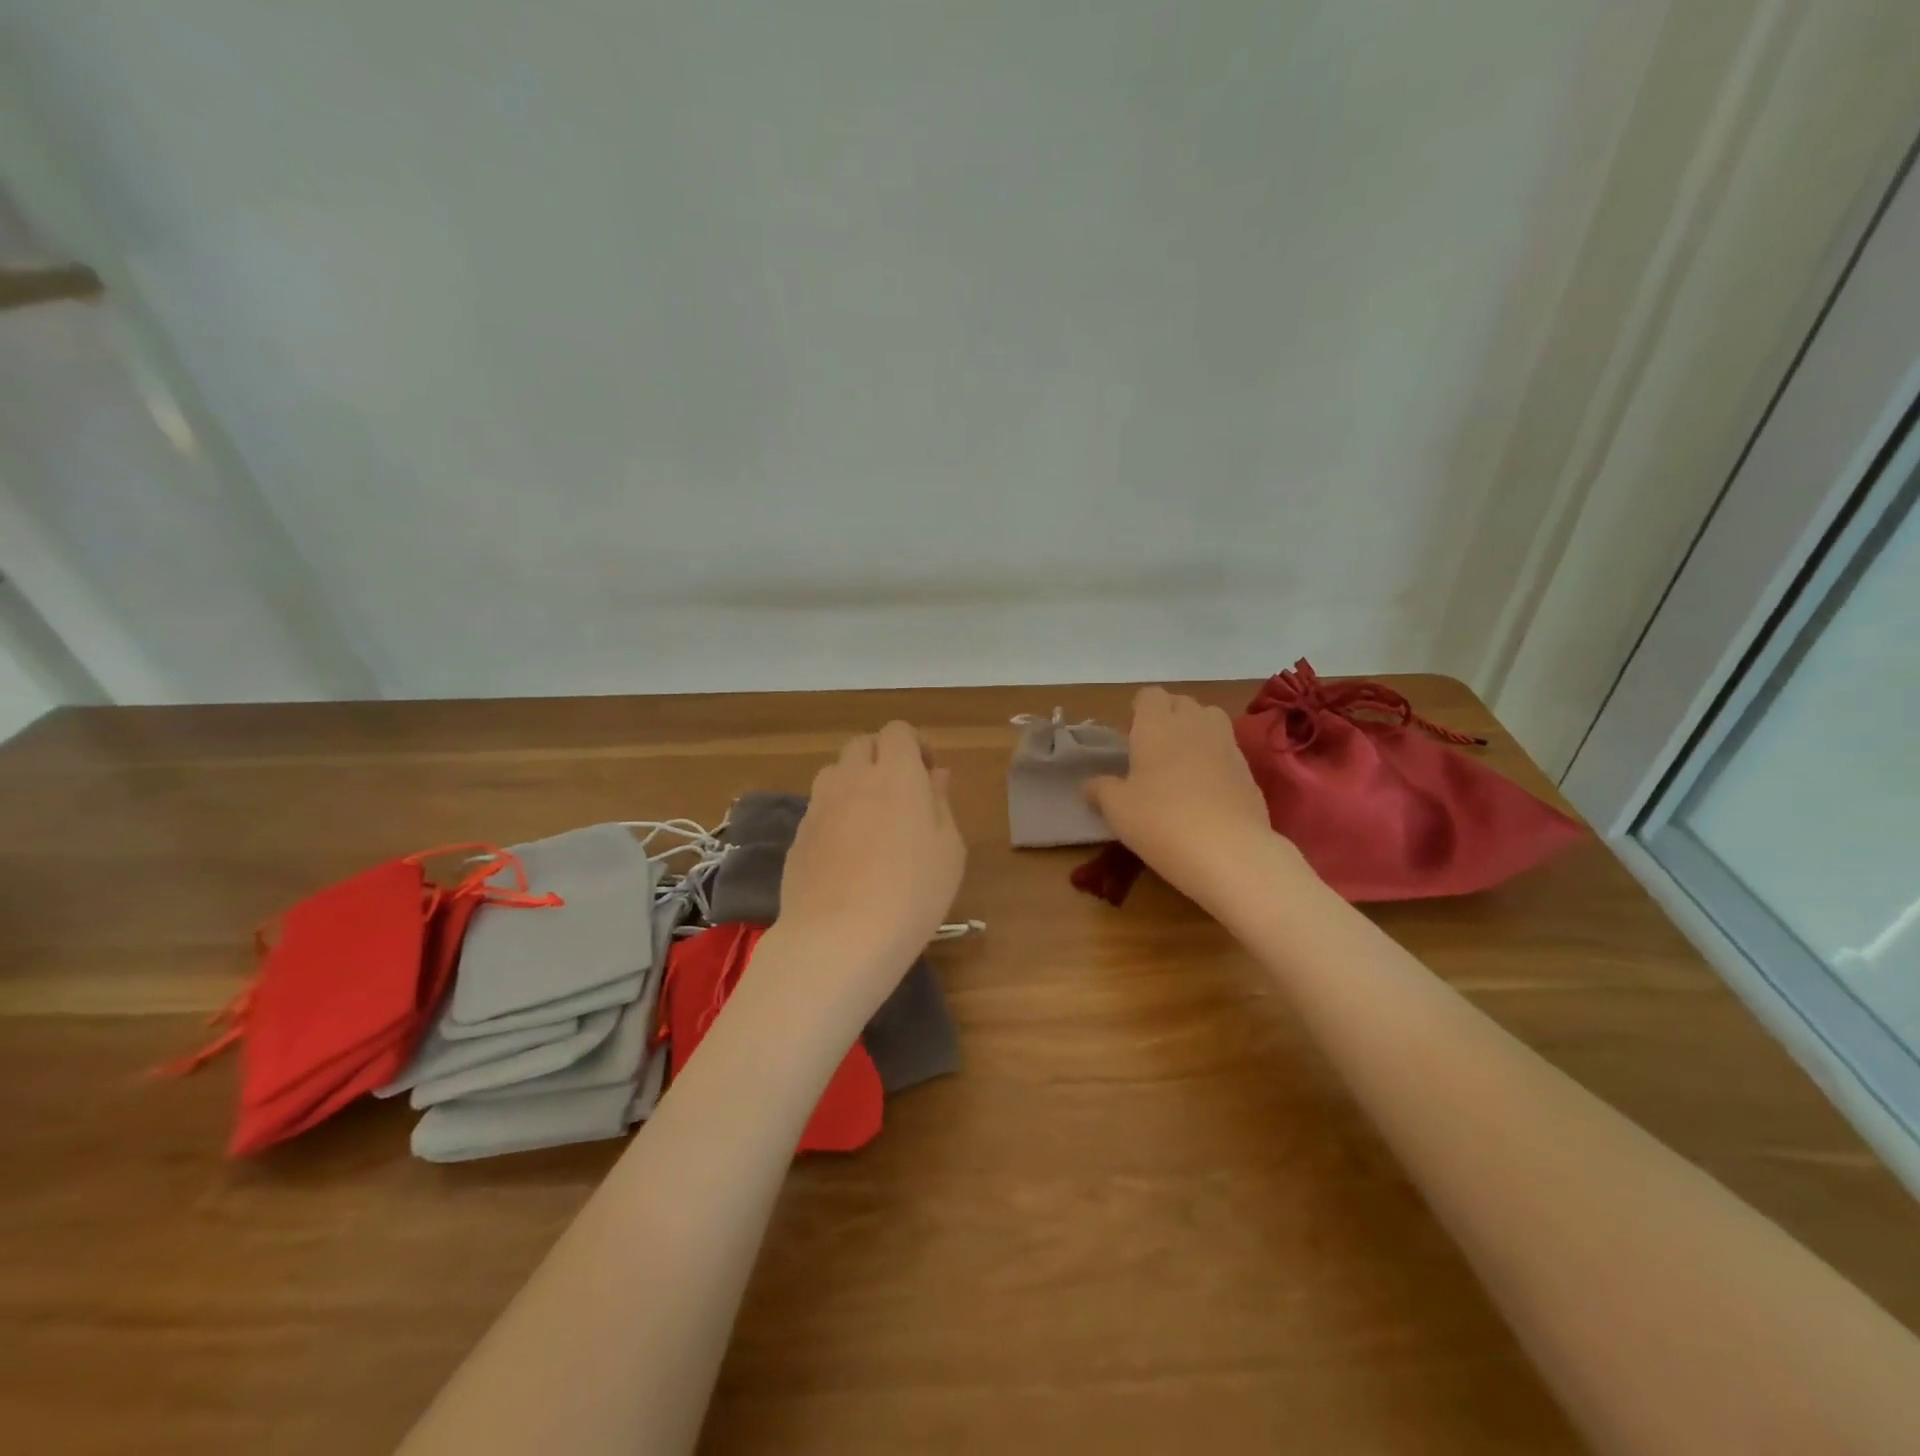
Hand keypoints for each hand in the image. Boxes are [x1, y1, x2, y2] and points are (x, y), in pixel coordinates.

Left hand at [776, 721, 966, 1010]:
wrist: (839, 937)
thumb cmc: (912, 892)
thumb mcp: (948, 849)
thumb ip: (940, 803)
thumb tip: (934, 776)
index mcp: (896, 773)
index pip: (897, 731)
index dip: (914, 745)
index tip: (928, 773)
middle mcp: (852, 778)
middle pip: (861, 745)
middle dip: (882, 758)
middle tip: (901, 795)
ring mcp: (819, 806)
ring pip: (834, 774)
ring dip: (854, 783)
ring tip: (872, 821)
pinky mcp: (798, 836)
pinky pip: (819, 810)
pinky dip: (835, 816)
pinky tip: (848, 854)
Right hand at [1086, 687, 1291, 908]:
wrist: (1228, 851)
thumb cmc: (1160, 820)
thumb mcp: (1117, 809)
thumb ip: (1101, 790)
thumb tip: (1091, 785)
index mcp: (1157, 725)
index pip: (1149, 695)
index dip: (1139, 710)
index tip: (1130, 735)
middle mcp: (1194, 724)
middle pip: (1182, 703)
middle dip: (1167, 717)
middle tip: (1152, 750)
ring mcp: (1226, 745)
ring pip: (1210, 720)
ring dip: (1195, 732)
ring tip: (1181, 764)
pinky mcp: (1248, 770)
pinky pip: (1227, 750)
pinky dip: (1215, 759)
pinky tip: (1205, 790)